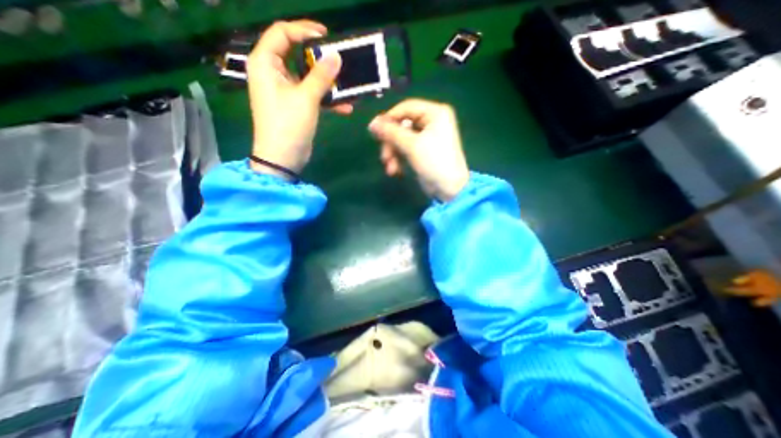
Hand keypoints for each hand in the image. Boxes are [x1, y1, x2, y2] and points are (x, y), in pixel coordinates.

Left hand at [246, 21, 354, 178]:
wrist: (283, 158)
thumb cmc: (288, 125)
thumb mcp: (306, 98)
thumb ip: (321, 76)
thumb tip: (336, 56)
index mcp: (265, 63)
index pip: (282, 33)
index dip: (304, 30)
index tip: (327, 37)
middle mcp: (273, 73)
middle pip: (297, 55)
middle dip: (320, 60)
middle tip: (340, 61)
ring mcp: (285, 91)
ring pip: (308, 78)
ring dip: (328, 83)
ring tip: (348, 85)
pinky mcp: (296, 106)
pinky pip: (312, 96)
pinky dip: (327, 100)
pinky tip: (346, 107)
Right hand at [369, 97, 468, 200]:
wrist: (449, 189)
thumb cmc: (434, 162)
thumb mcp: (412, 145)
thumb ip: (391, 132)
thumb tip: (372, 123)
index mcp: (435, 113)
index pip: (406, 108)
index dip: (389, 118)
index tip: (375, 131)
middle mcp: (431, 122)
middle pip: (401, 125)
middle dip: (391, 143)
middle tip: (384, 157)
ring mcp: (427, 137)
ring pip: (401, 139)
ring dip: (393, 154)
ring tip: (390, 168)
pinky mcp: (422, 151)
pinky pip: (405, 149)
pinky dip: (399, 159)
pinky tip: (395, 171)